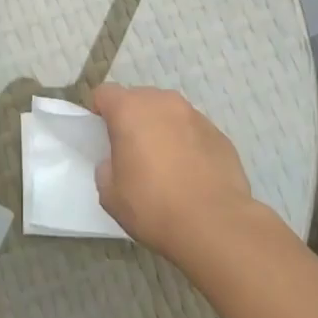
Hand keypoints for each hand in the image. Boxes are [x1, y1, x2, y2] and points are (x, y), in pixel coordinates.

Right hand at [89, 85, 256, 261]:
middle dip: (132, 118)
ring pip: (168, 113)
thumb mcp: (111, 194)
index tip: (102, 136)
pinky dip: (187, 143)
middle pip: (139, 99)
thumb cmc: (153, 206)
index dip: (99, 111)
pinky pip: (193, 130)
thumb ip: (106, 168)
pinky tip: (190, 173)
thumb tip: (117, 161)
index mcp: (130, 110)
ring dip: (162, 128)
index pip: (105, 93)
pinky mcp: (218, 133)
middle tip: (132, 151)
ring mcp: (194, 115)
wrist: (214, 224)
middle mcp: (163, 102)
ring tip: (165, 163)